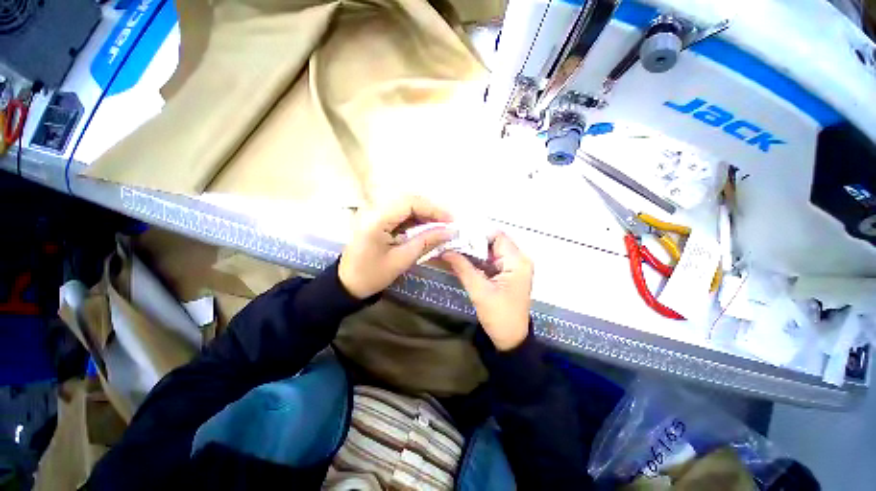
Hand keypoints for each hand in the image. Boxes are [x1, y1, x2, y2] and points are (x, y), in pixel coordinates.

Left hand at [339, 196, 454, 298]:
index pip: (409, 203)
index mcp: (377, 219)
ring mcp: (375, 214)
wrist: (347, 284)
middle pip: (409, 201)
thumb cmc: (372, 275)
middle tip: (448, 224)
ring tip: (441, 227)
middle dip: (431, 211)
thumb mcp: (402, 260)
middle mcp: (375, 210)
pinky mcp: (378, 220)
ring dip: (425, 215)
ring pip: (406, 206)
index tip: (451, 221)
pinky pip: (401, 215)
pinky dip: (416, 220)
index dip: (433, 209)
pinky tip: (427, 229)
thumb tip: (449, 231)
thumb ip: (426, 242)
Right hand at [443, 232, 532, 350]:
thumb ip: (463, 267)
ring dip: (473, 251)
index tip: (457, 235)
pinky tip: (462, 260)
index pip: (497, 236)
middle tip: (451, 242)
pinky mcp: (507, 274)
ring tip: (453, 249)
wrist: (510, 339)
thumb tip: (445, 250)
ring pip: (491, 251)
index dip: (477, 234)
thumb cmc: (499, 315)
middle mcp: (518, 260)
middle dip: (472, 242)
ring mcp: (513, 267)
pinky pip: (491, 261)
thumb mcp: (479, 290)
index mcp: (517, 261)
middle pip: (493, 242)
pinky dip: (477, 260)